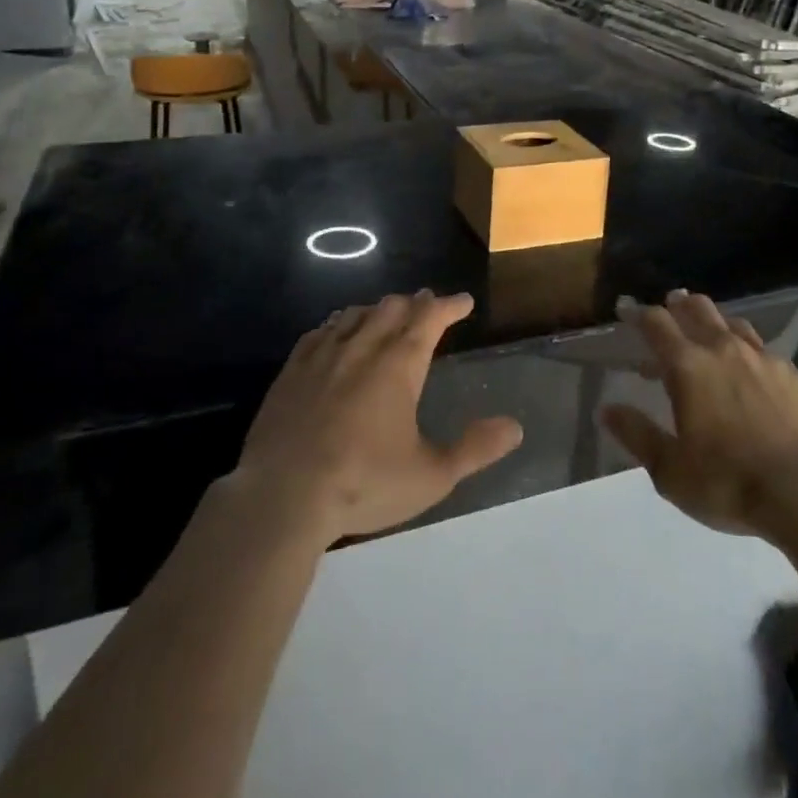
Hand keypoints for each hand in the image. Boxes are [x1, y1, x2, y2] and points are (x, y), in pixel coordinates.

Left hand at [233, 290, 523, 543]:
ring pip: (356, 314)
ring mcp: (323, 354)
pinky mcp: (292, 370)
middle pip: (392, 307)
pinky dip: (339, 324)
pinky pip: (320, 331)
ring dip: (378, 310)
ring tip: (387, 315)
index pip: (430, 317)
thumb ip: (474, 449)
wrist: (282, 496)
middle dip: (415, 303)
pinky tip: (337, 333)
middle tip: (427, 305)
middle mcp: (363, 346)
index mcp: (399, 364)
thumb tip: (515, 427)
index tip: (463, 301)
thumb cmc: (363, 484)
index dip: (449, 305)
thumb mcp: (431, 475)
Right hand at [602, 291, 797, 540]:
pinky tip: (754, 373)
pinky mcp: (797, 377)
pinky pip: (766, 352)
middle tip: (670, 306)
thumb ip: (637, 435)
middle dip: (679, 304)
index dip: (637, 313)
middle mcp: (725, 350)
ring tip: (709, 333)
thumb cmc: (730, 483)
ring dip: (715, 323)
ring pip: (734, 324)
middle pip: (697, 309)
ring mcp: (766, 360)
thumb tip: (607, 409)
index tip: (626, 309)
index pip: (656, 323)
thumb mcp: (671, 470)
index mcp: (688, 366)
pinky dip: (750, 353)